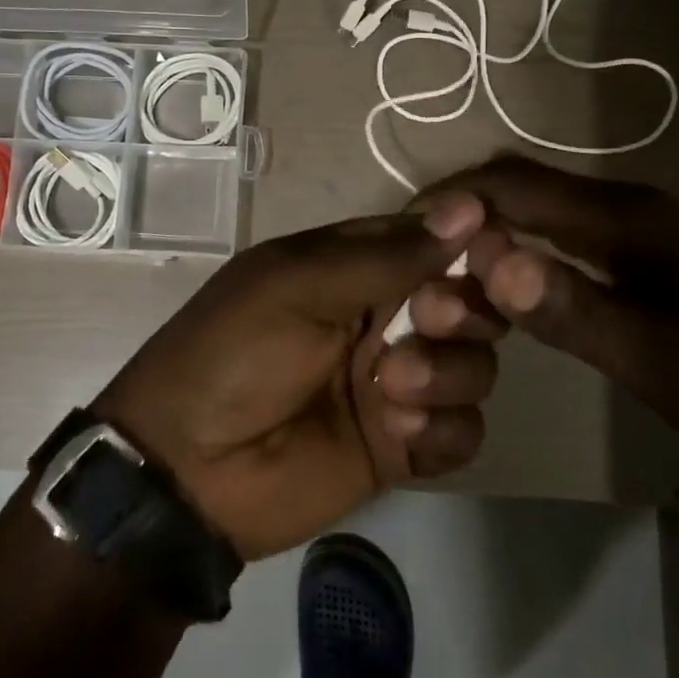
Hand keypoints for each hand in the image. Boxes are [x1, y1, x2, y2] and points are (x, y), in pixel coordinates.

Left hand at [92, 193, 500, 560]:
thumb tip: (470, 208)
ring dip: (448, 372)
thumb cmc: (232, 353)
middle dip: (462, 309)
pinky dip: (443, 429)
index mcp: (353, 267)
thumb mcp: (296, 286)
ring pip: (475, 365)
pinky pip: (463, 431)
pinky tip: (399, 433)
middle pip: (467, 302)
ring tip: (390, 389)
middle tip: (429, 321)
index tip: (492, 253)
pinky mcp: (403, 445)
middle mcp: (383, 318)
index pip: (434, 241)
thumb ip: (385, 255)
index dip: (469, 244)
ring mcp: (396, 384)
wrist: (186, 469)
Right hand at [423, 156, 678, 463]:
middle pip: (518, 185)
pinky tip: (495, 283)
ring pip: (533, 206)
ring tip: (440, 273)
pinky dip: (511, 245)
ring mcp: (628, 224)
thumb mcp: (657, 360)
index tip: (398, 235)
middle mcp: (621, 204)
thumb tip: (488, 263)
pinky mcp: (633, 248)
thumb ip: (571, 309)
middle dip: (458, 212)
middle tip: (411, 259)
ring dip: (482, 229)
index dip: (451, 199)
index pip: (514, 184)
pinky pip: (553, 230)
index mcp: (625, 217)